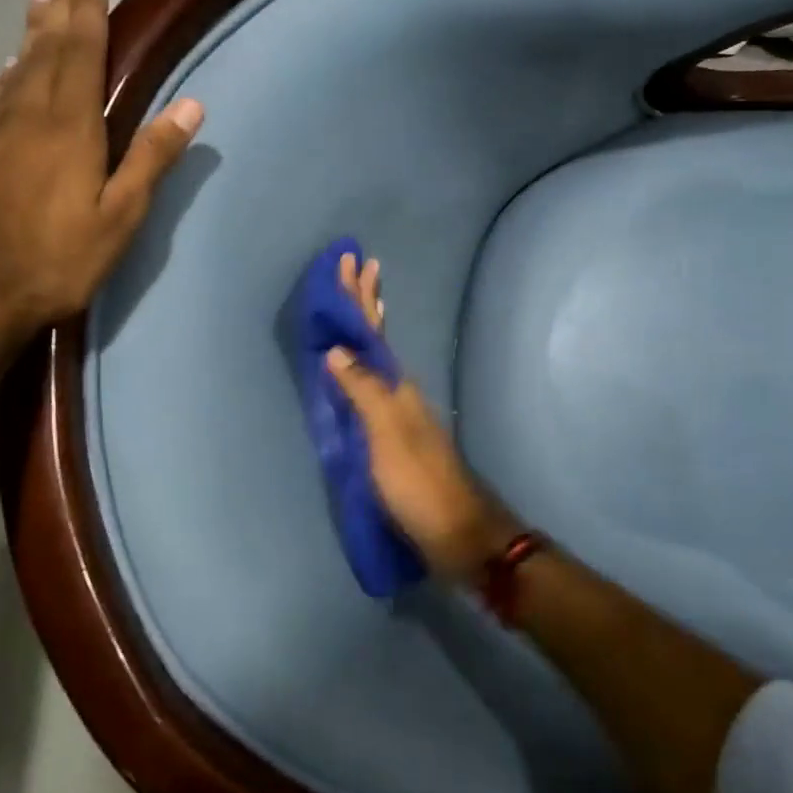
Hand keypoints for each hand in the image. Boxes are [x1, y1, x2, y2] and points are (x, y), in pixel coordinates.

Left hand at [0, 0, 202, 345]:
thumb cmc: (55, 259)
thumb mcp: (119, 217)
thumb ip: (151, 158)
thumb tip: (192, 105)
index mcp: (68, 126)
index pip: (80, 53)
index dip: (86, 11)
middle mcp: (26, 115)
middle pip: (45, 50)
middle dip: (59, 8)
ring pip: (17, 68)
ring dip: (33, 31)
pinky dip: (10, 71)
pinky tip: (9, 68)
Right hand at [325, 252, 520, 582]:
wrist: (455, 531)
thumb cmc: (417, 483)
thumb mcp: (386, 435)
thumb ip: (362, 391)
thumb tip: (337, 348)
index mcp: (396, 385)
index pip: (372, 330)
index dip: (359, 297)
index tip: (350, 261)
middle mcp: (400, 389)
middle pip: (378, 337)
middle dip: (364, 302)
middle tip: (355, 266)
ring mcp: (400, 411)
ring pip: (378, 357)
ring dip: (367, 327)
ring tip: (364, 300)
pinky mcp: (395, 435)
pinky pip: (376, 384)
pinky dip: (367, 364)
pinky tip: (362, 366)